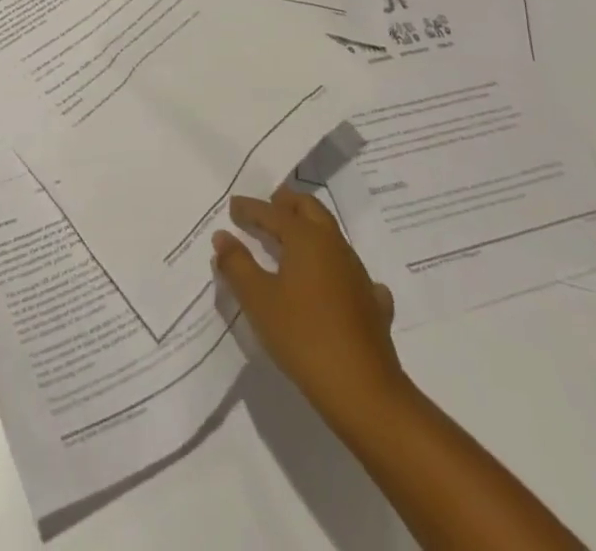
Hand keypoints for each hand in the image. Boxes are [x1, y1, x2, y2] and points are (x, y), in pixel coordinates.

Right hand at [213, 187, 406, 421]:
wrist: (364, 392)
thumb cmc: (303, 337)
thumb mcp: (258, 300)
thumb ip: (237, 264)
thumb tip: (222, 236)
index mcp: (306, 238)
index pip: (272, 213)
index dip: (250, 208)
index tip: (233, 206)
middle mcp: (334, 246)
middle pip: (310, 209)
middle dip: (287, 203)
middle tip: (268, 206)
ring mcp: (358, 274)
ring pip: (331, 236)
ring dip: (309, 230)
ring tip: (291, 241)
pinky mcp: (373, 304)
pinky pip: (352, 273)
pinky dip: (337, 268)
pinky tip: (334, 283)